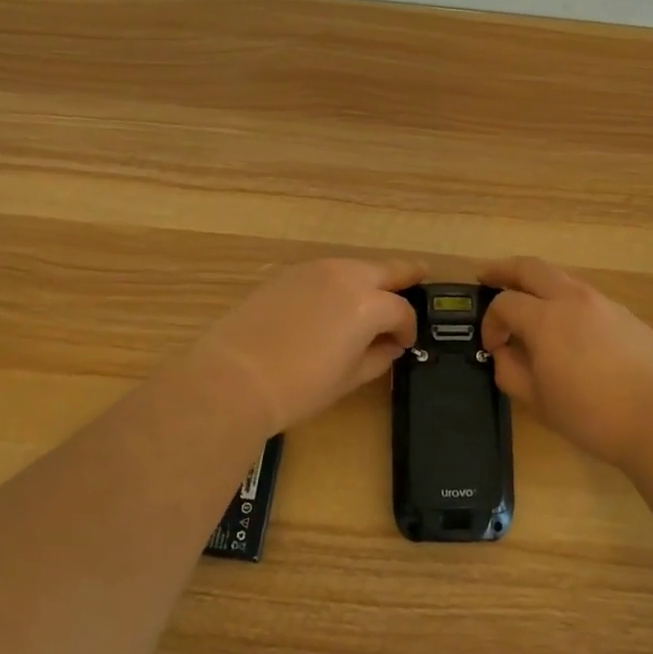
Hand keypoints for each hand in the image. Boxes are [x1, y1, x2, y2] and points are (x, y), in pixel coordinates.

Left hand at [193, 256, 425, 434]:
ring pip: (354, 267)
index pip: (401, 310)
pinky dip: (339, 282)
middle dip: (405, 277)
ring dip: (369, 279)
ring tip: (373, 297)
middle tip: (419, 280)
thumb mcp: (348, 378)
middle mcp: (345, 276)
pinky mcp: (286, 274)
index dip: (408, 327)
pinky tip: (333, 302)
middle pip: (386, 269)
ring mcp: (312, 270)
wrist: (233, 378)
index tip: (405, 343)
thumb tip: (389, 346)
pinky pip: (325, 272)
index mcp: (367, 303)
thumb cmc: (299, 387)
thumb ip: (377, 357)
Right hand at [480, 256, 652, 468]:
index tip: (492, 347)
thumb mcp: (538, 402)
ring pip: (564, 280)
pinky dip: (568, 304)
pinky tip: (571, 333)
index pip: (504, 303)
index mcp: (546, 318)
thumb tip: (504, 354)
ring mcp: (606, 305)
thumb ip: (510, 372)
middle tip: (487, 277)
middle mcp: (574, 300)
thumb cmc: (593, 415)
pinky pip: (588, 300)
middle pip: (532, 267)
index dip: (490, 322)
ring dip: (539, 285)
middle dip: (505, 269)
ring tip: (530, 306)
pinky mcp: (629, 317)